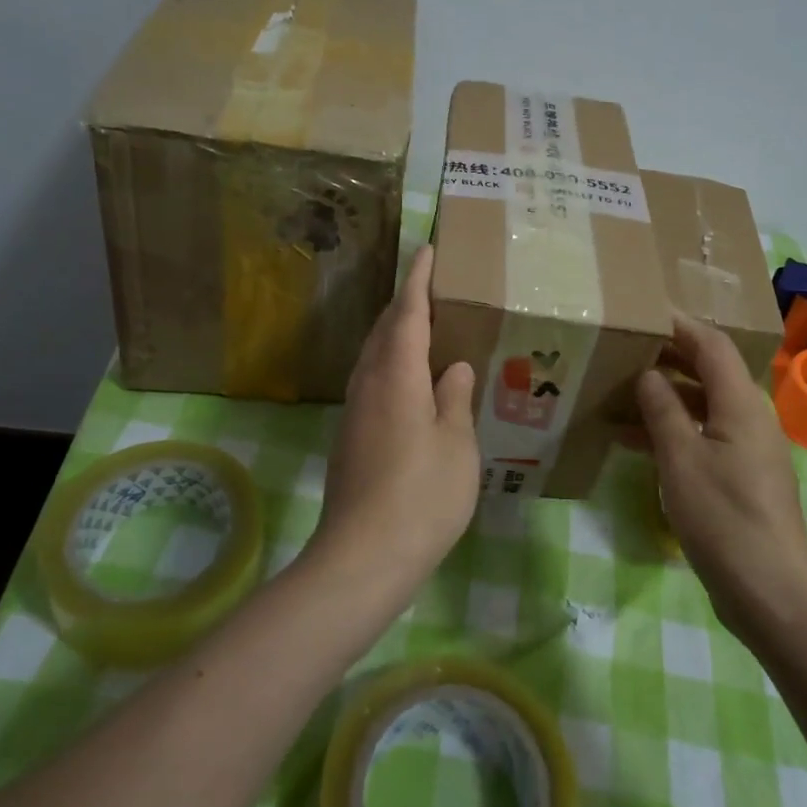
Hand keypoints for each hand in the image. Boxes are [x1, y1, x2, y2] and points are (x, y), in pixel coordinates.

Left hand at [308, 245, 479, 593]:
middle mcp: (368, 384)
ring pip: (373, 356)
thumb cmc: (422, 495)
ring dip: (394, 333)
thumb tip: (452, 368)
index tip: (426, 250)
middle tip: (428, 286)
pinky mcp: (350, 437)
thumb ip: (454, 399)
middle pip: (383, 330)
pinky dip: (390, 364)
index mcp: (397, 376)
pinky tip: (409, 381)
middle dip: (403, 303)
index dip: (417, 281)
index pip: (407, 314)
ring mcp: (355, 412)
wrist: (363, 556)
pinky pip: (371, 381)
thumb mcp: (456, 444)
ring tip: (421, 327)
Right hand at [636, 315, 806, 644]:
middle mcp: (749, 417)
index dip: (677, 324)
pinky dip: (671, 431)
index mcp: (741, 403)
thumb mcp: (681, 459)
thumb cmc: (724, 519)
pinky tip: (632, 441)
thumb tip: (648, 373)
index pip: (711, 344)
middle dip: (666, 357)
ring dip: (664, 397)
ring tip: (616, 394)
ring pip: (702, 405)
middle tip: (620, 350)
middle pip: (708, 371)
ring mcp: (747, 448)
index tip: (640, 313)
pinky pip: (703, 436)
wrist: (771, 593)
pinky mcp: (740, 476)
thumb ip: (663, 409)